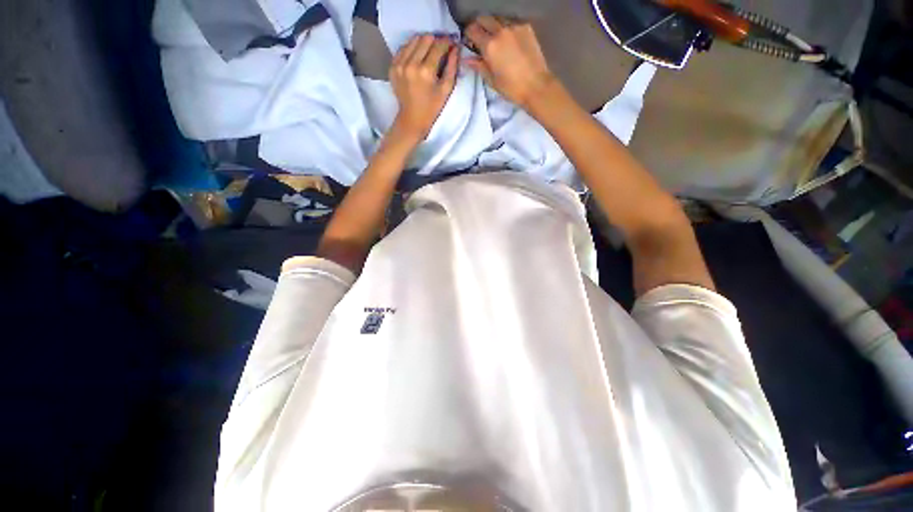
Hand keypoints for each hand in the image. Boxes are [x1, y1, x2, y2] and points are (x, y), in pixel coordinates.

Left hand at [389, 34, 458, 140]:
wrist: (412, 119)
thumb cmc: (432, 108)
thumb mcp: (446, 90)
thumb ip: (452, 67)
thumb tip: (455, 48)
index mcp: (426, 72)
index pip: (438, 46)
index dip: (447, 42)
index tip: (451, 43)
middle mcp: (411, 65)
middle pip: (425, 39)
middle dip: (435, 40)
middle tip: (440, 47)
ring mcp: (399, 65)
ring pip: (413, 40)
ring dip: (423, 43)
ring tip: (429, 51)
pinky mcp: (393, 67)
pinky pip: (403, 49)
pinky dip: (411, 49)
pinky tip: (417, 57)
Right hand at [464, 17, 554, 109]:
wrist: (536, 85)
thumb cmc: (511, 88)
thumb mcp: (491, 80)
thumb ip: (479, 66)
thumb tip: (467, 59)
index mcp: (490, 45)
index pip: (472, 30)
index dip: (468, 35)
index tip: (469, 42)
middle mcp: (500, 31)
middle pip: (484, 19)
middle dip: (479, 26)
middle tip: (479, 38)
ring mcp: (514, 26)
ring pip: (497, 18)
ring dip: (493, 26)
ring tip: (495, 39)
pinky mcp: (526, 27)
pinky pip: (511, 22)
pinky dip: (506, 28)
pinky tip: (508, 40)